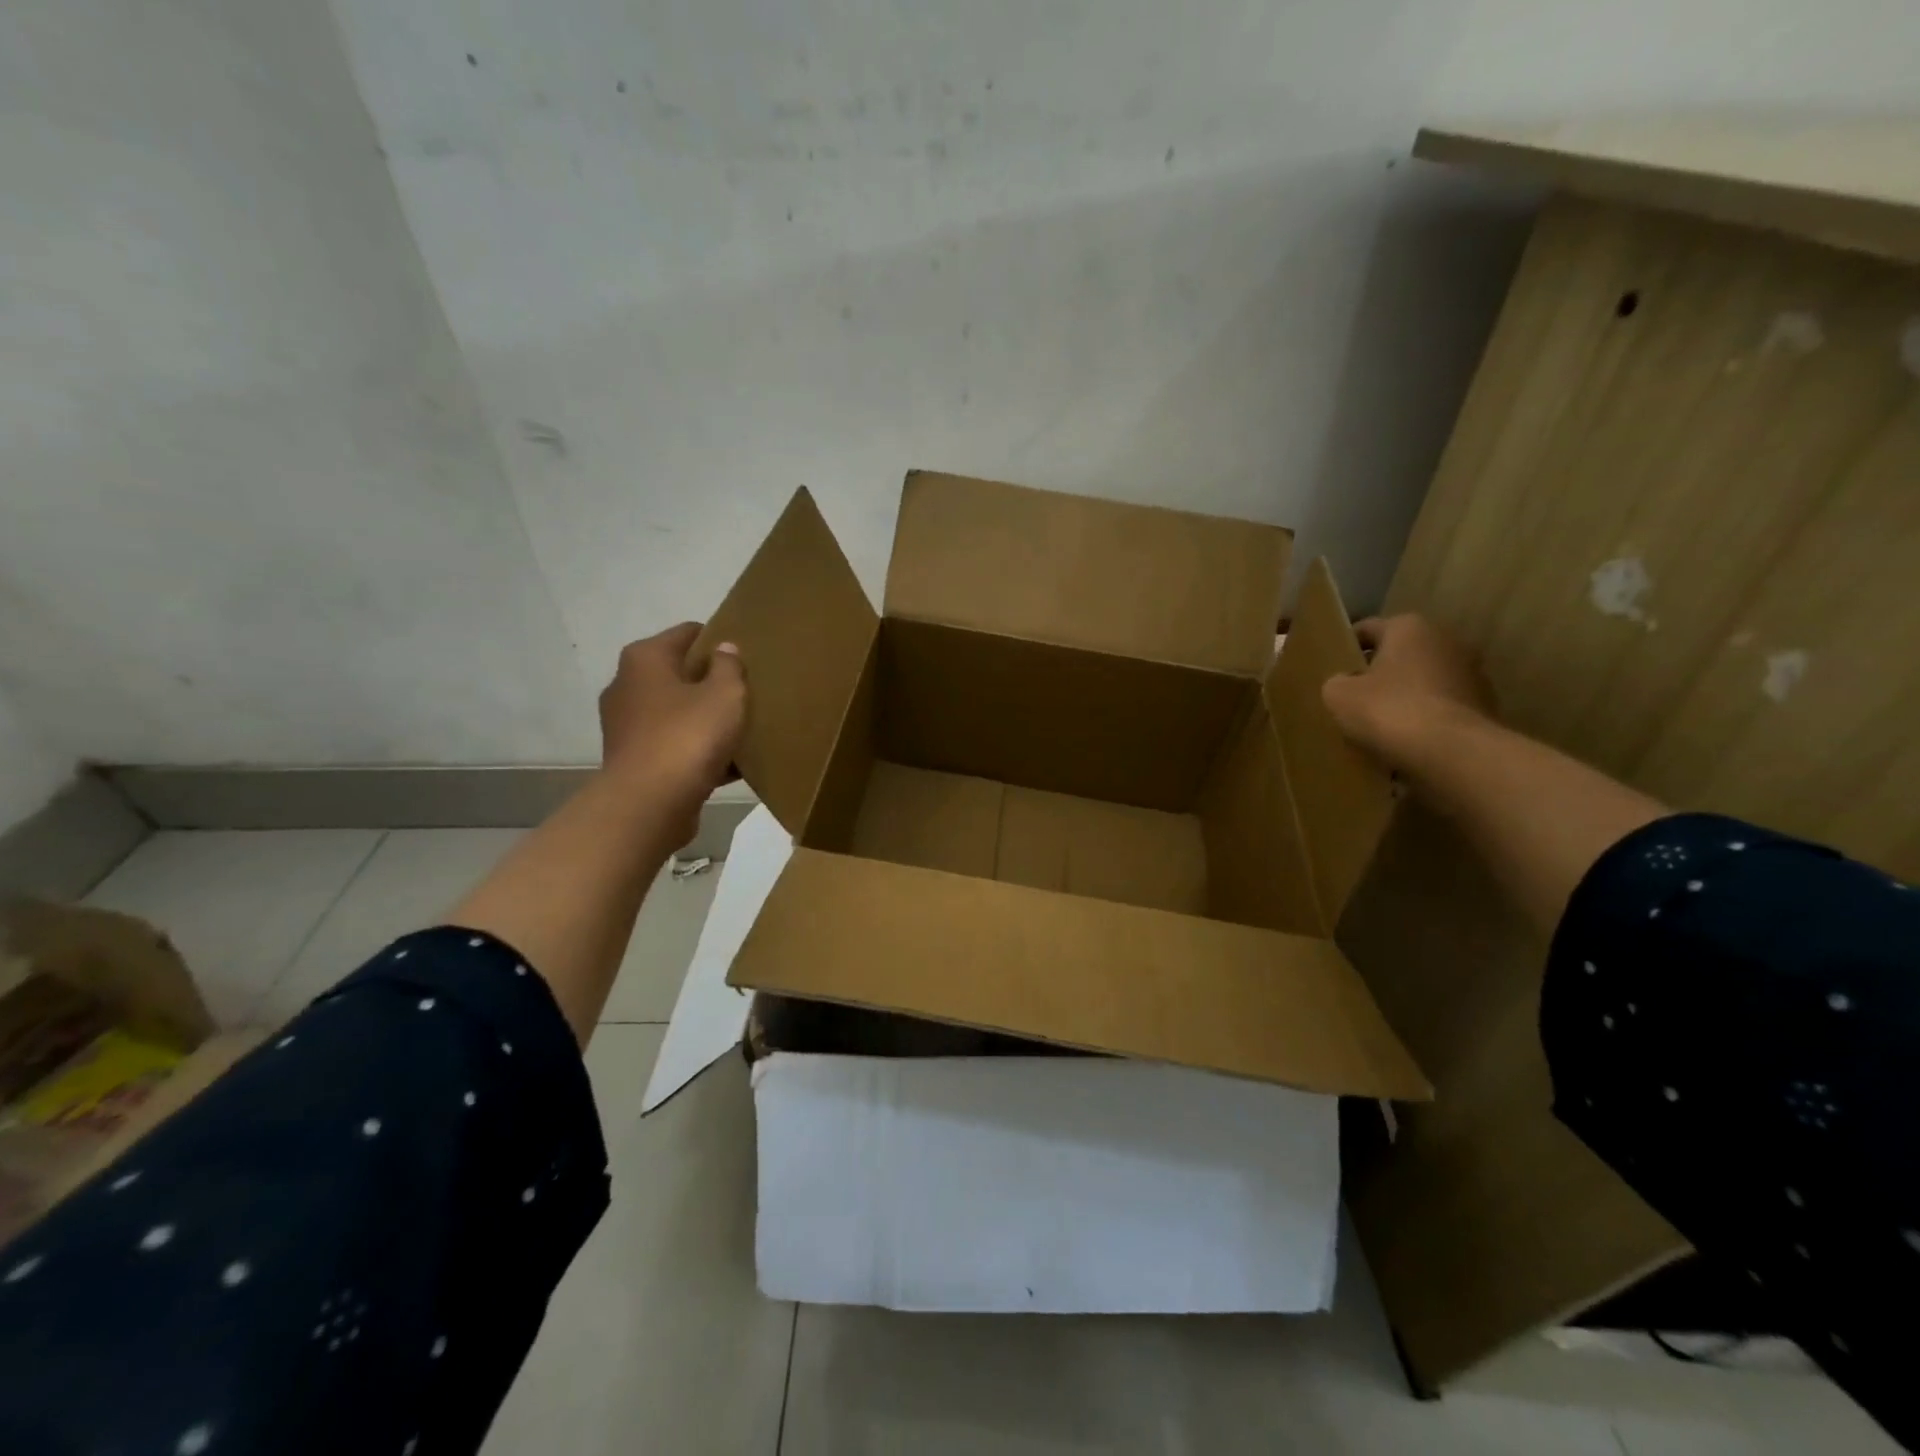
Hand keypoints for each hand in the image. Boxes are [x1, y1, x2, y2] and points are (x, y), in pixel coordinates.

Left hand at [597, 623, 746, 840]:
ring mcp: (627, 725)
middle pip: (679, 674)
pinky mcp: (634, 760)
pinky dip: (697, 750)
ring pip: (677, 713)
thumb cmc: (688, 738)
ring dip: (705, 719)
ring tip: (741, 729)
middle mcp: (627, 685)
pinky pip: (674, 745)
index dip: (718, 640)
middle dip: (711, 682)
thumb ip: (729, 667)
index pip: (688, 633)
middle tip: (747, 692)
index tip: (746, 656)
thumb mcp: (725, 695)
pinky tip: (729, 764)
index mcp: (645, 659)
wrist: (649, 805)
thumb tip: (724, 649)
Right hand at [1321, 614, 1495, 770]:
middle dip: (1378, 673)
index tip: (1332, 670)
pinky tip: (1407, 740)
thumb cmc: (1389, 710)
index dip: (1346, 648)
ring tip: (1380, 724)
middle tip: (1354, 698)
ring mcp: (1471, 672)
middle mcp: (1446, 640)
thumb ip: (1336, 682)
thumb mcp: (1339, 695)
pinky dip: (1425, 717)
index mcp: (1409, 627)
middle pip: (1399, 654)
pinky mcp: (1484, 704)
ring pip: (1423, 681)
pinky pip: (1441, 706)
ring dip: (1404, 695)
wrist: (1453, 751)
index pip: (1367, 629)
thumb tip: (1345, 682)